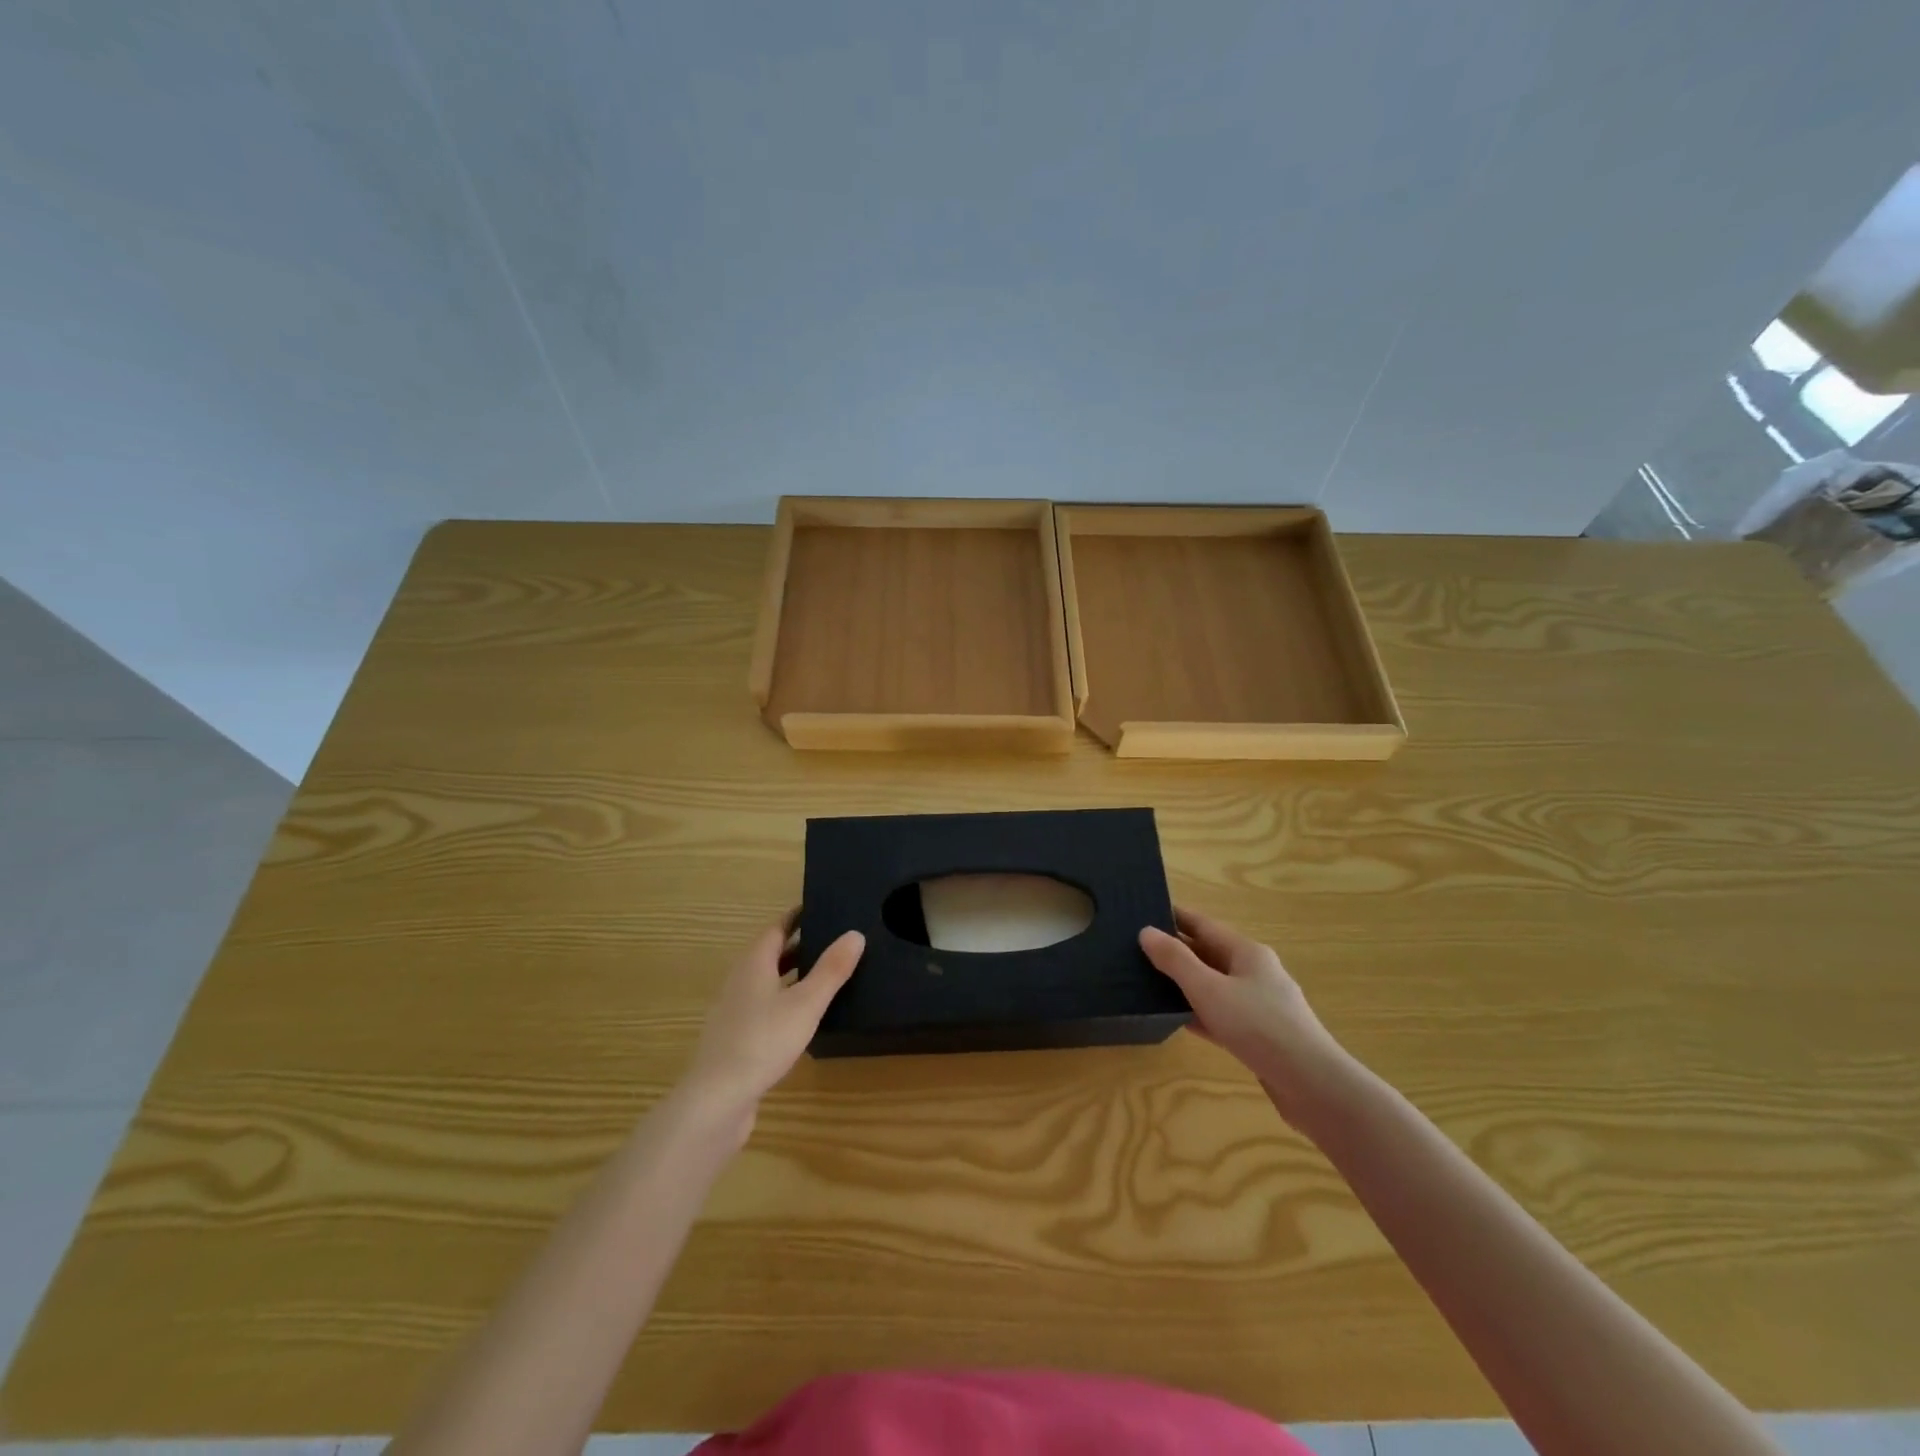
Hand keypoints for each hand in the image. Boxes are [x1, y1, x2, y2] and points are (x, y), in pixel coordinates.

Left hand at [680, 915, 865, 1129]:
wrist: (716, 1100)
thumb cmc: (762, 1041)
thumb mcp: (806, 1003)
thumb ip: (831, 970)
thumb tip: (855, 934)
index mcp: (754, 964)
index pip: (776, 929)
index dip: (797, 918)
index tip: (821, 908)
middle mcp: (740, 981)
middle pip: (770, 954)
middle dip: (798, 945)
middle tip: (832, 940)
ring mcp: (734, 1011)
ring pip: (767, 982)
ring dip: (791, 975)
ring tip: (824, 976)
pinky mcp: (735, 1038)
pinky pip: (764, 1007)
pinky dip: (784, 1001)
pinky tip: (802, 1017)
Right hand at [1140, 908, 1354, 1130]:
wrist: (1311, 1085)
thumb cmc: (1257, 1026)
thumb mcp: (1208, 989)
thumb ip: (1175, 961)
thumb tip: (1146, 932)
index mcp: (1247, 952)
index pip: (1203, 924)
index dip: (1174, 917)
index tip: (1144, 912)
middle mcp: (1256, 972)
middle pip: (1209, 954)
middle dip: (1176, 951)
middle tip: (1137, 950)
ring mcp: (1260, 1005)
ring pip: (1215, 986)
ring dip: (1186, 983)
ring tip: (1149, 983)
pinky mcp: (1260, 1036)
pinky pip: (1222, 1015)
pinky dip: (1200, 1012)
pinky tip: (1177, 1020)